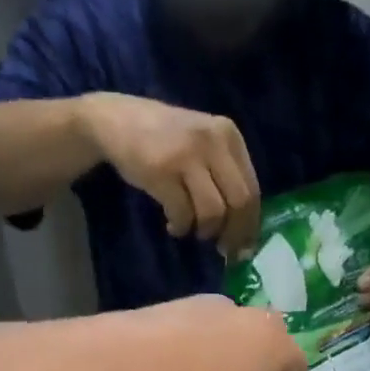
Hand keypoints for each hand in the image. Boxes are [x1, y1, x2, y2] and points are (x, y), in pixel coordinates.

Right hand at [80, 93, 261, 260]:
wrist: (117, 121)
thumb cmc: (164, 142)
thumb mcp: (203, 148)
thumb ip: (224, 179)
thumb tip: (242, 234)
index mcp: (229, 136)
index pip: (253, 189)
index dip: (250, 226)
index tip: (242, 248)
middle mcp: (213, 140)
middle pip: (239, 202)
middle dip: (233, 234)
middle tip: (222, 249)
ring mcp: (187, 154)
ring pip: (213, 212)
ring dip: (204, 231)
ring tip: (191, 229)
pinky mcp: (162, 170)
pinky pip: (183, 214)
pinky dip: (180, 227)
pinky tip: (172, 225)